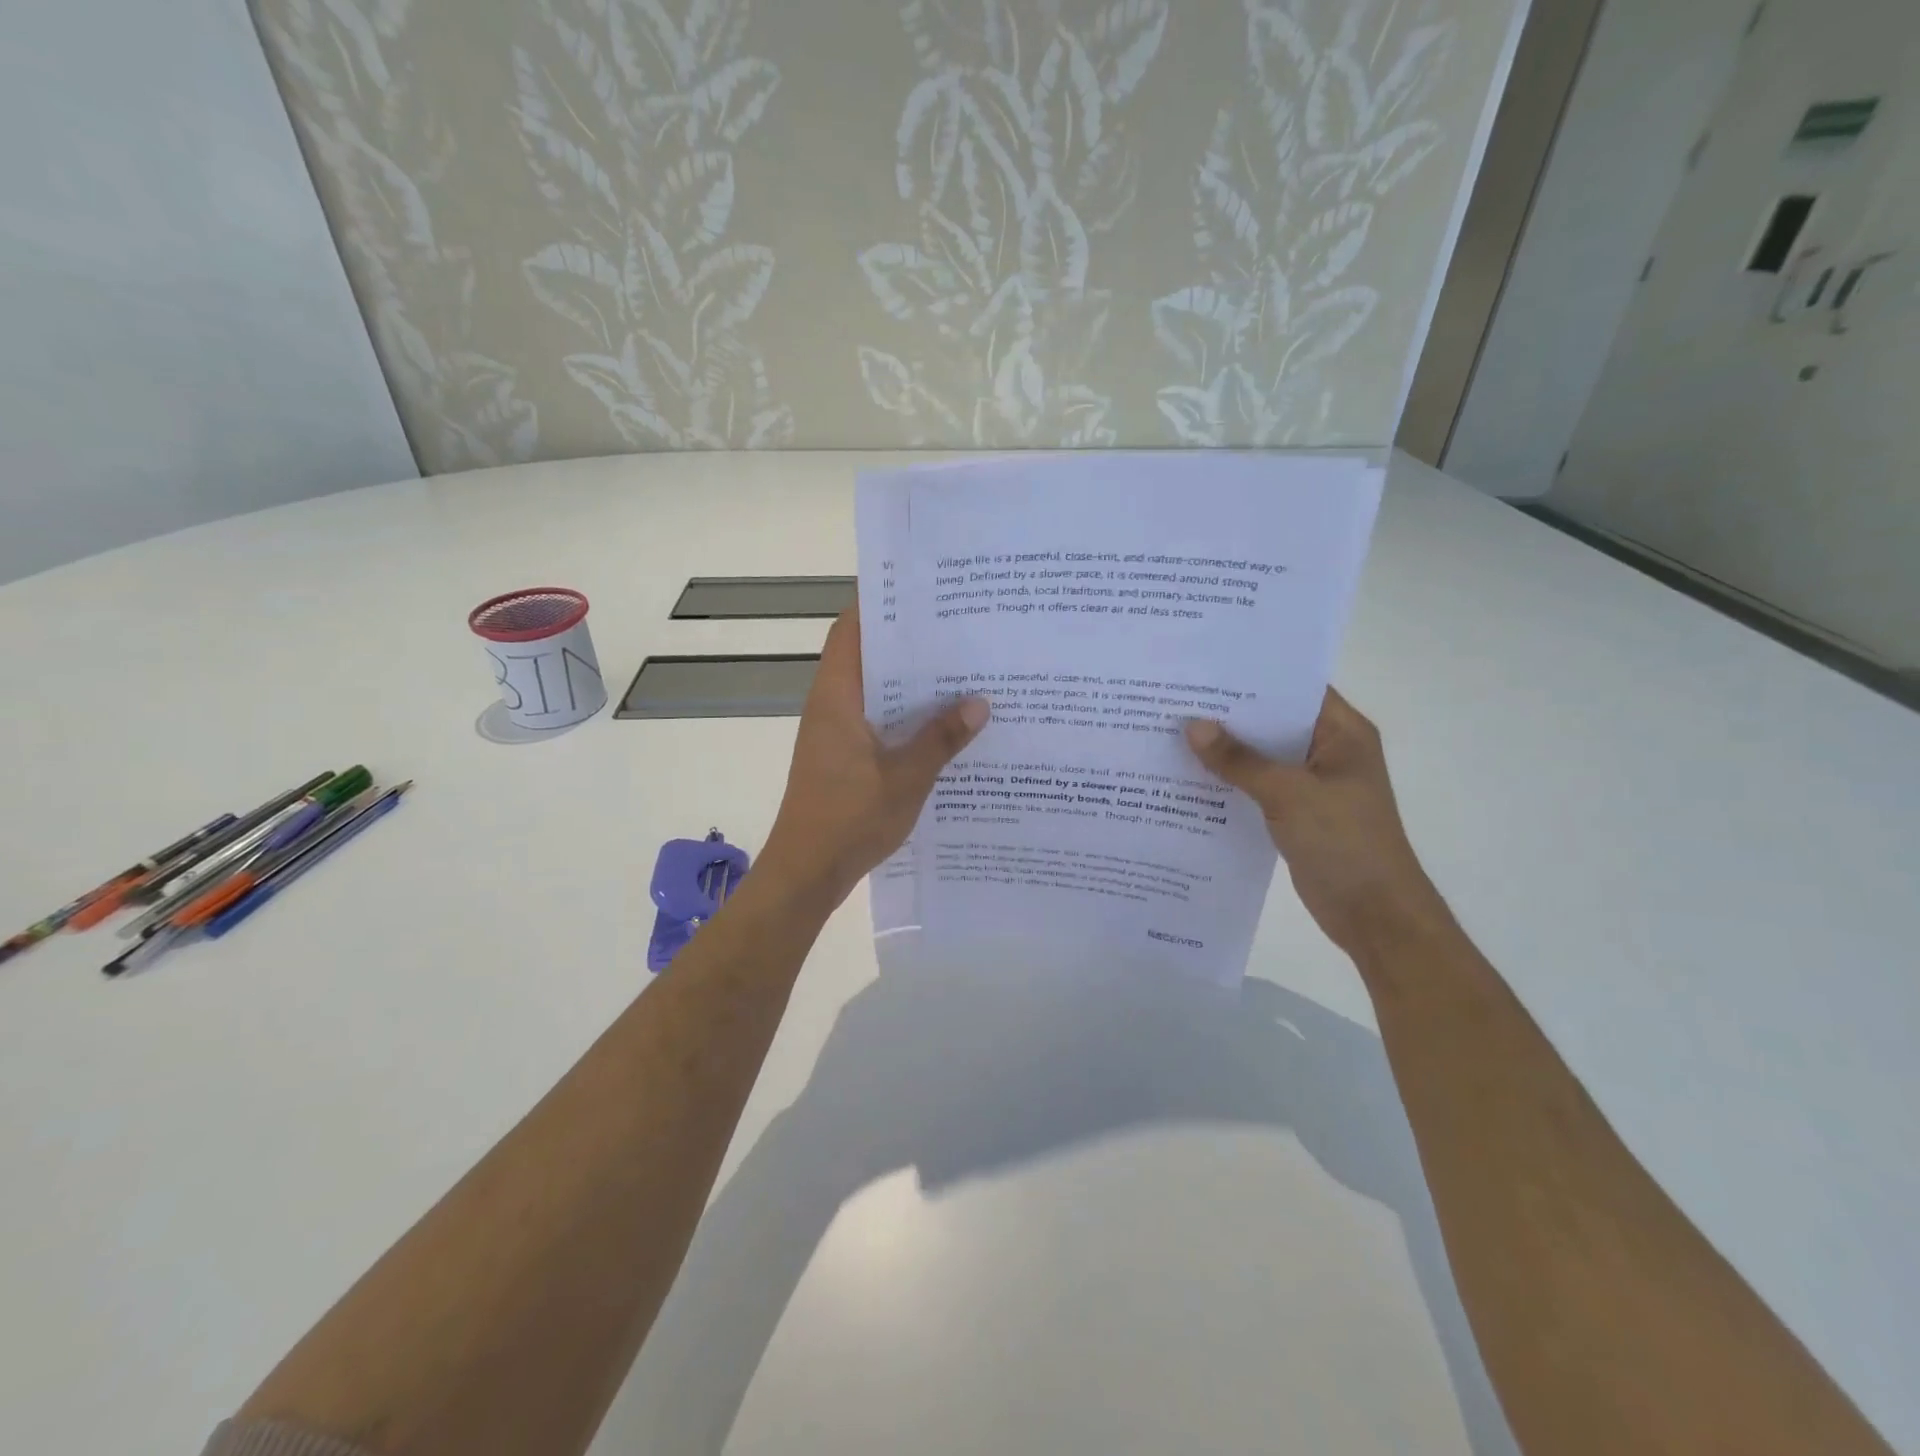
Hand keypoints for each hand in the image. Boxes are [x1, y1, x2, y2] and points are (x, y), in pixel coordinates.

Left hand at [761, 608, 987, 907]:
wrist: (806, 873)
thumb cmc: (848, 819)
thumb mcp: (905, 778)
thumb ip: (941, 739)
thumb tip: (980, 703)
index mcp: (837, 697)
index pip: (852, 630)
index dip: (880, 602)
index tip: (922, 588)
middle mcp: (832, 706)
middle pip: (868, 656)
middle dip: (908, 642)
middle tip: (958, 628)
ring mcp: (835, 732)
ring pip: (876, 691)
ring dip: (910, 682)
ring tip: (960, 669)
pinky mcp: (842, 757)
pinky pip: (877, 721)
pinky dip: (905, 715)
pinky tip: (943, 723)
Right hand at [1184, 690, 1445, 958]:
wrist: (1373, 914)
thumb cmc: (1343, 841)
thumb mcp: (1288, 794)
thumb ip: (1239, 760)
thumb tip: (1192, 726)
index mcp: (1342, 733)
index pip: (1294, 688)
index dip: (1252, 676)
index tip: (1204, 668)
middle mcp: (1328, 750)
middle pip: (1272, 722)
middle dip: (1228, 714)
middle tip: (1176, 698)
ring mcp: (1312, 783)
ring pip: (1261, 756)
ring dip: (1225, 750)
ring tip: (1172, 732)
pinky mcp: (1296, 812)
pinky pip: (1257, 786)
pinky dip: (1229, 781)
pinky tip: (1189, 777)